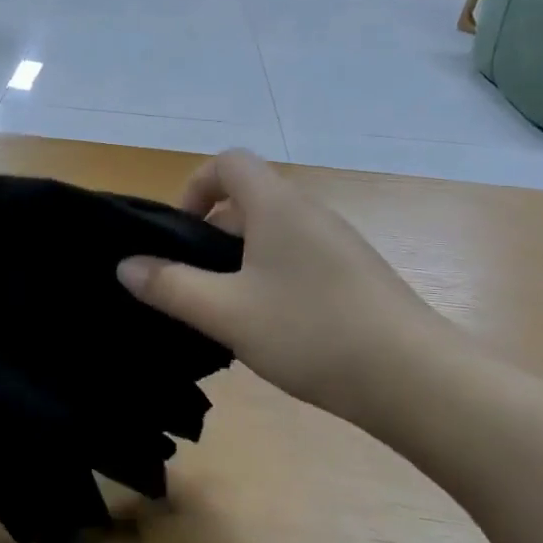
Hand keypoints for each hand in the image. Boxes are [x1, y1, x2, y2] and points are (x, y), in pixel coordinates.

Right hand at [116, 150, 455, 418]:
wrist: (416, 379)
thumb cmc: (311, 332)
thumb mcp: (226, 313)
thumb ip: (170, 286)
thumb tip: (125, 265)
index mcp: (277, 205)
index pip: (228, 162)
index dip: (195, 186)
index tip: (179, 234)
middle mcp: (310, 211)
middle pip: (249, 199)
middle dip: (212, 234)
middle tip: (195, 284)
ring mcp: (339, 243)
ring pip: (274, 234)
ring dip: (241, 261)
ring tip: (228, 313)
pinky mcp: (357, 274)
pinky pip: (300, 258)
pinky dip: (273, 277)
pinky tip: (273, 329)